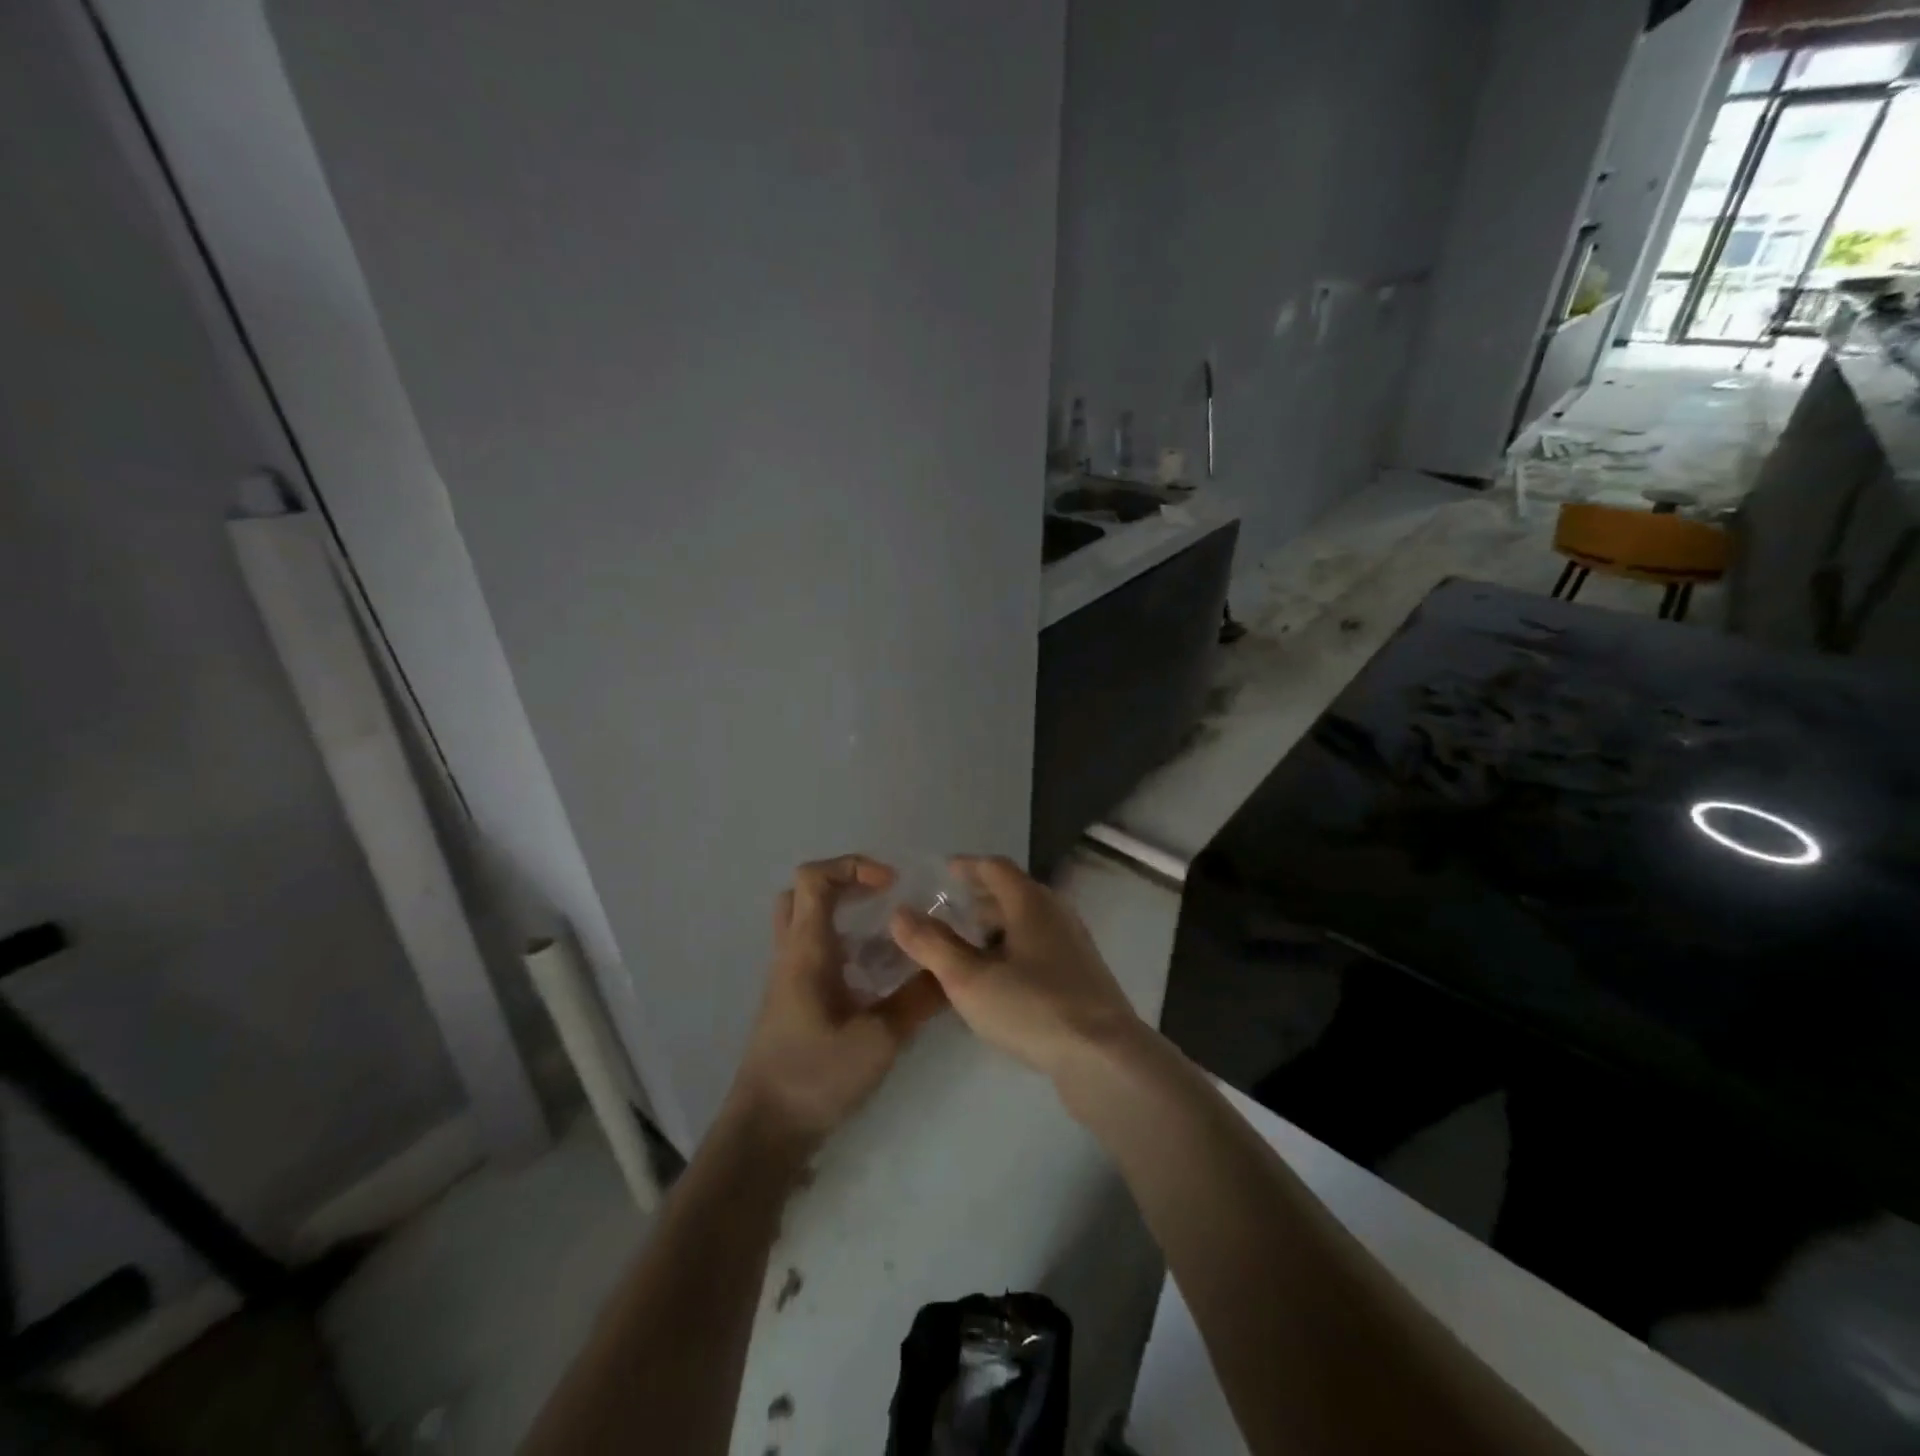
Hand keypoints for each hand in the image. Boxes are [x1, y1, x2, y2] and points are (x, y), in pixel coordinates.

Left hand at [727, 856, 945, 1151]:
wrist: (764, 1132)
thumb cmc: (815, 1076)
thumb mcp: (878, 1039)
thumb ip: (918, 1000)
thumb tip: (951, 970)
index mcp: (806, 949)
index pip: (814, 878)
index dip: (853, 866)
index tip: (892, 885)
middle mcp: (791, 954)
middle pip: (802, 893)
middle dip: (845, 884)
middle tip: (884, 900)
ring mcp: (787, 979)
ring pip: (805, 924)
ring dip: (843, 916)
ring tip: (887, 937)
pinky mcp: (791, 1003)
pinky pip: (813, 954)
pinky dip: (842, 947)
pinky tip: (875, 977)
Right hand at [888, 856, 1141, 1081]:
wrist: (1105, 1057)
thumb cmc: (1033, 1008)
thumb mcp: (970, 979)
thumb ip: (932, 944)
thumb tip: (900, 912)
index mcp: (1030, 902)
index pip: (994, 867)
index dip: (965, 866)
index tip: (940, 872)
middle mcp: (1056, 913)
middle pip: (1012, 893)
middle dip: (977, 899)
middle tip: (944, 913)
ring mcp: (1073, 944)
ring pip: (1026, 923)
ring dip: (995, 927)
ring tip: (964, 947)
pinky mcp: (1081, 975)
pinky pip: (1038, 947)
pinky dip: (1012, 949)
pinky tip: (997, 979)